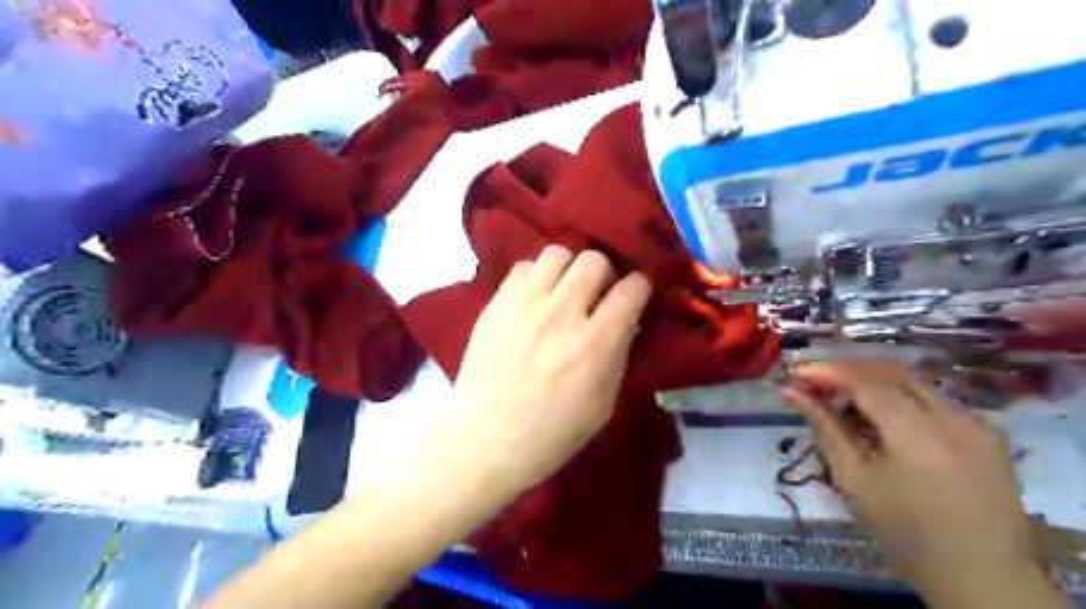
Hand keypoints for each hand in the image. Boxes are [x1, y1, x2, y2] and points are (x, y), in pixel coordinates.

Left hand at [454, 248, 651, 499]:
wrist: (484, 441)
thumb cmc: (552, 434)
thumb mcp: (602, 405)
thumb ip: (618, 356)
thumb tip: (626, 322)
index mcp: (595, 343)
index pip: (632, 289)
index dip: (639, 289)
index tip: (634, 298)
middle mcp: (561, 313)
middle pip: (594, 260)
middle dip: (604, 275)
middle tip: (596, 296)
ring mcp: (524, 304)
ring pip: (556, 253)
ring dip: (568, 270)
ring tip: (562, 292)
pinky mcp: (495, 304)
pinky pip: (522, 268)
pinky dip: (534, 278)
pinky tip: (533, 301)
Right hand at [782, 365, 1052, 596]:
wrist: (980, 575)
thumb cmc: (904, 532)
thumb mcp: (854, 479)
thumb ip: (825, 427)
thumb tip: (791, 392)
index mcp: (918, 437)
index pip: (865, 384)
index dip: (827, 373)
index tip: (796, 372)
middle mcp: (954, 420)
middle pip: (891, 375)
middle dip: (849, 373)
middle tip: (816, 382)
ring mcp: (978, 425)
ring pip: (915, 384)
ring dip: (875, 384)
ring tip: (844, 398)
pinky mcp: (988, 434)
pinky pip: (937, 401)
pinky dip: (902, 398)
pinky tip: (884, 416)